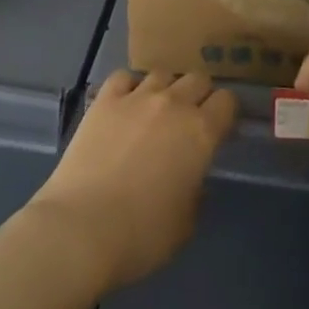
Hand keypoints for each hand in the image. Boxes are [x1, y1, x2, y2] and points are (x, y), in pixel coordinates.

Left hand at [28, 69, 236, 292]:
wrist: (82, 228)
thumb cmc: (141, 235)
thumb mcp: (185, 224)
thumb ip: (195, 192)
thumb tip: (190, 177)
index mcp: (200, 133)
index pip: (227, 102)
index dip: (225, 114)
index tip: (219, 130)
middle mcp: (173, 104)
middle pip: (197, 79)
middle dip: (198, 96)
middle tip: (189, 121)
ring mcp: (136, 97)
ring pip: (162, 73)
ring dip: (165, 89)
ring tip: (155, 112)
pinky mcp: (104, 100)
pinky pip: (124, 77)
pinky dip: (129, 87)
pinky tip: (124, 105)